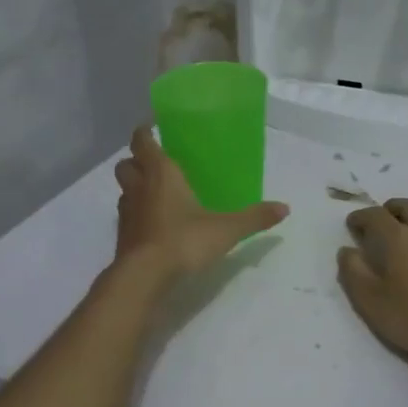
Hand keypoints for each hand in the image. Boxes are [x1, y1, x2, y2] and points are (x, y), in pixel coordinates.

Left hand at [114, 125, 288, 279]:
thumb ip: (254, 217)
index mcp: (161, 173)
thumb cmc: (183, 240)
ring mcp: (126, 213)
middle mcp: (139, 187)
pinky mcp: (122, 236)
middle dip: (136, 161)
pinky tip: (155, 225)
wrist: (145, 276)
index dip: (145, 133)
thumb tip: (285, 208)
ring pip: (125, 190)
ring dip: (135, 188)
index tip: (153, 129)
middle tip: (156, 165)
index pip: (142, 141)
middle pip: (125, 164)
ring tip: (157, 195)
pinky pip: (127, 216)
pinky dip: (137, 215)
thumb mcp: (226, 229)